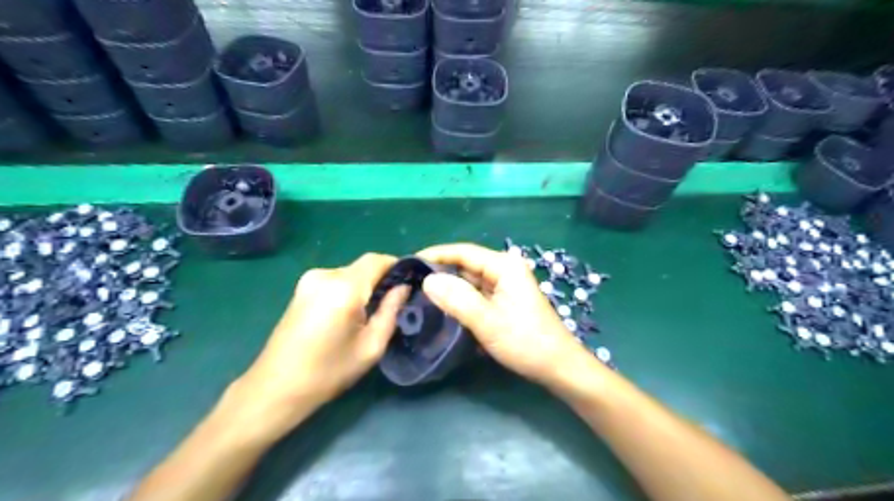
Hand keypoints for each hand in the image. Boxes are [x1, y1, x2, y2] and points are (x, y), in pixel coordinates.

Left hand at [231, 254, 408, 440]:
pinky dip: (348, 291)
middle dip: (381, 280)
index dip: (396, 266)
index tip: (410, 281)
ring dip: (364, 287)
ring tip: (370, 313)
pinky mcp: (300, 289)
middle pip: (363, 267)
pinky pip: (335, 281)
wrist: (276, 388)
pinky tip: (348, 315)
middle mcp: (325, 275)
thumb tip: (403, 287)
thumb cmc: (329, 372)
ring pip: (349, 274)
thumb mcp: (371, 346)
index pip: (377, 260)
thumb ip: (391, 310)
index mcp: (343, 287)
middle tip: (393, 304)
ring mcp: (308, 281)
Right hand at [418, 242, 595, 386]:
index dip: (435, 254)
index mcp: (504, 266)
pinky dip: (460, 300)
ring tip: (420, 295)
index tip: (409, 263)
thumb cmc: (525, 342)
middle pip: (466, 265)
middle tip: (410, 284)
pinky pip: (477, 294)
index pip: (463, 251)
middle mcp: (505, 269)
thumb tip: (427, 280)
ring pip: (470, 281)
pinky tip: (443, 308)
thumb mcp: (487, 321)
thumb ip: (457, 299)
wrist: (557, 366)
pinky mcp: (504, 300)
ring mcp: (505, 285)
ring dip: (449, 288)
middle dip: (440, 273)